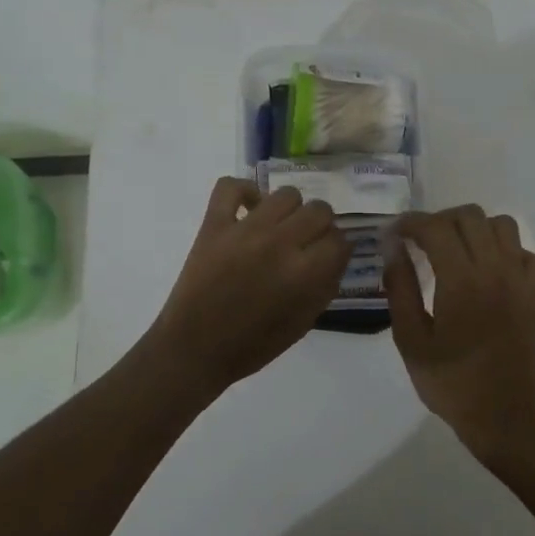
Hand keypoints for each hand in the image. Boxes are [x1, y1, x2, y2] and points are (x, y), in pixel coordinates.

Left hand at [149, 177, 348, 394]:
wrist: (194, 349)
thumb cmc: (252, 345)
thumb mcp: (302, 324)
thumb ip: (325, 286)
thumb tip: (336, 256)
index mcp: (304, 274)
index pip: (340, 240)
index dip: (338, 250)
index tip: (328, 257)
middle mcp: (279, 243)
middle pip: (320, 211)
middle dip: (320, 228)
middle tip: (306, 244)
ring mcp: (245, 229)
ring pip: (286, 194)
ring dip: (290, 211)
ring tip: (279, 228)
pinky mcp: (214, 224)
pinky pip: (230, 186)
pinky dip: (244, 191)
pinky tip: (249, 210)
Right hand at [384, 205, 534, 461]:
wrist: (502, 415)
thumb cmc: (449, 382)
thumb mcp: (410, 339)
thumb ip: (400, 288)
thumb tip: (393, 248)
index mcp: (461, 281)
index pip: (436, 227)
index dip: (411, 223)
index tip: (394, 234)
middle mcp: (495, 270)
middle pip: (469, 216)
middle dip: (439, 220)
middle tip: (420, 241)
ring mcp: (520, 279)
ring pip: (501, 225)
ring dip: (474, 228)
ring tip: (454, 249)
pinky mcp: (534, 293)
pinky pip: (525, 252)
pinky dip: (506, 250)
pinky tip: (488, 269)